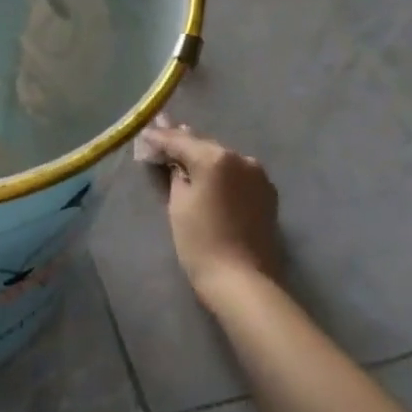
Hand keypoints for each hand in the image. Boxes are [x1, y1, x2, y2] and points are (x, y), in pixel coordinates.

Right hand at [144, 124, 282, 304]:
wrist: (243, 281)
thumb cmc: (201, 242)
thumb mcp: (178, 204)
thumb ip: (174, 173)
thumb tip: (172, 158)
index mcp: (215, 158)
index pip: (180, 141)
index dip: (159, 137)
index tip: (144, 131)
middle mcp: (241, 158)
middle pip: (204, 145)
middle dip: (182, 142)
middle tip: (160, 134)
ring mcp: (258, 175)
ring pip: (222, 158)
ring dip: (203, 156)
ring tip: (182, 154)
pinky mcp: (267, 192)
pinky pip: (237, 173)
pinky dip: (221, 172)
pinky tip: (209, 175)